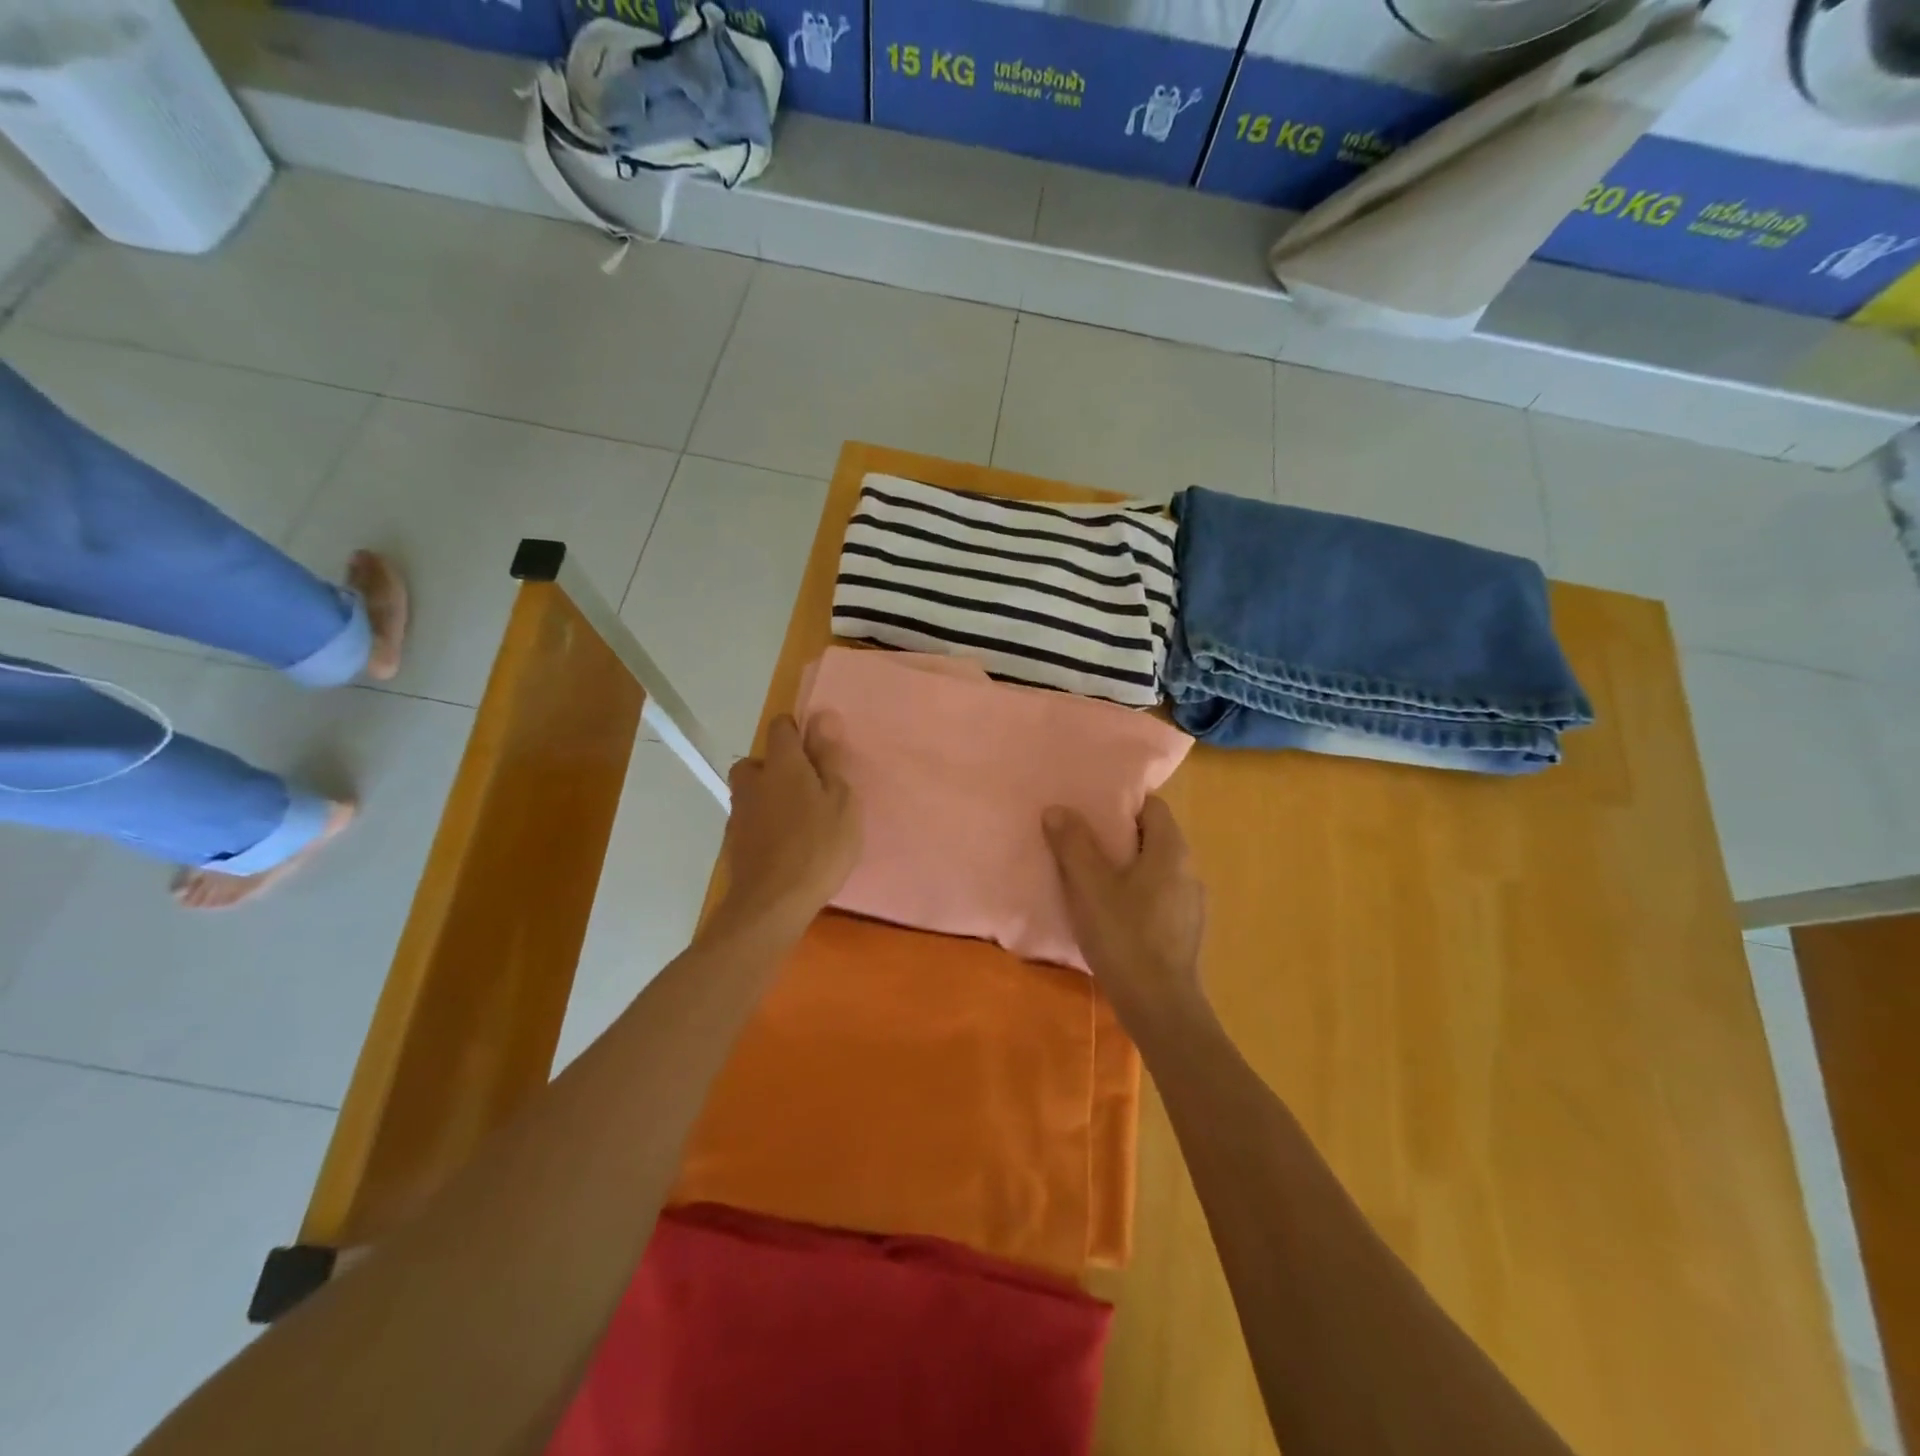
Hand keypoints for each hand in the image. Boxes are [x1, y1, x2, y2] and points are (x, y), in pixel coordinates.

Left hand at [716, 713, 860, 934]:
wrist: (772, 904)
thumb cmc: (818, 847)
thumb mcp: (841, 801)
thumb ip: (829, 759)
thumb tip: (821, 717)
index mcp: (782, 764)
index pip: (781, 727)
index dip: (798, 732)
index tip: (818, 753)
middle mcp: (753, 781)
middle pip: (759, 761)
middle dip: (777, 768)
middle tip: (806, 791)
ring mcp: (739, 813)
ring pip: (752, 792)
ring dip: (769, 798)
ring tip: (797, 823)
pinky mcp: (733, 843)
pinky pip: (750, 821)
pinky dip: (764, 825)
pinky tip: (784, 847)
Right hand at [1044, 796, 1206, 1024]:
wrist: (1160, 1007)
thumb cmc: (1125, 937)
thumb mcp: (1090, 887)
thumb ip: (1073, 845)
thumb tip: (1057, 809)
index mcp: (1171, 851)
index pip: (1153, 807)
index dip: (1121, 805)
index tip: (1090, 811)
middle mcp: (1189, 870)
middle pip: (1153, 837)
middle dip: (1118, 836)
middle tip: (1082, 842)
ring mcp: (1191, 903)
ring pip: (1156, 869)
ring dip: (1127, 867)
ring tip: (1092, 878)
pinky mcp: (1185, 931)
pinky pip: (1158, 897)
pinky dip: (1136, 894)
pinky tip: (1112, 914)